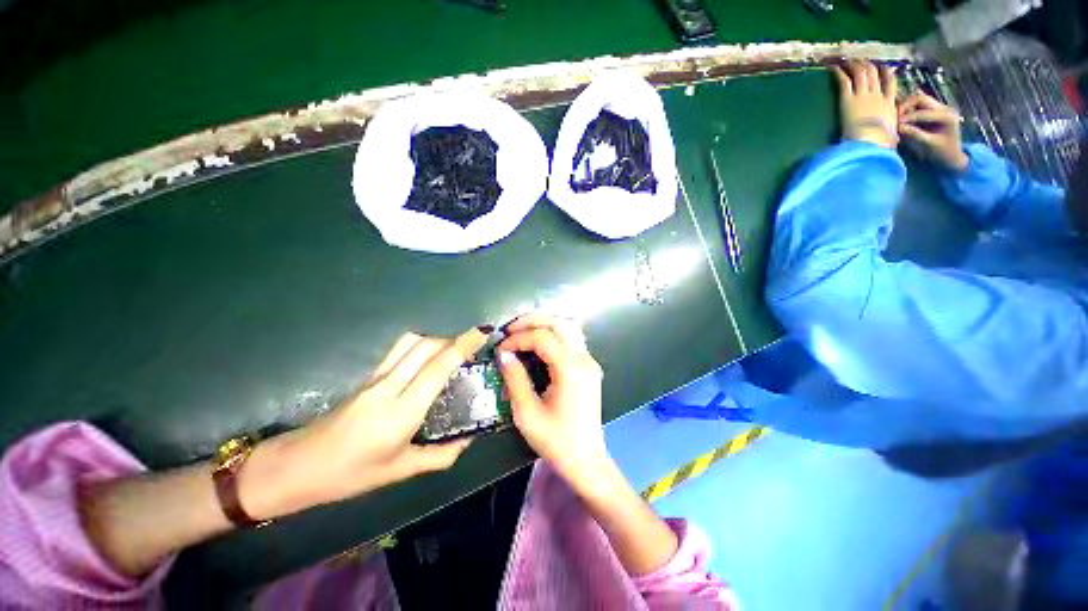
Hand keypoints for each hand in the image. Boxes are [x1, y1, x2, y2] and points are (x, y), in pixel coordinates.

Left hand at [241, 328, 488, 518]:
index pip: (437, 367)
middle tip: (473, 346)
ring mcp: (375, 378)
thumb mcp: (400, 471)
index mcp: (401, 413)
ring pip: (411, 342)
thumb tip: (468, 439)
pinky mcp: (368, 377)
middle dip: (454, 339)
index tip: (483, 333)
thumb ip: (441, 456)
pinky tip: (428, 360)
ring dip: (437, 340)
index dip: (463, 345)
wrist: (296, 467)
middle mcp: (389, 387)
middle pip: (426, 346)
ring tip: (453, 352)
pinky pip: (399, 350)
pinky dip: (421, 346)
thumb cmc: (349, 475)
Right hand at [496, 314, 607, 481]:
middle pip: (559, 324)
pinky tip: (539, 343)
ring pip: (568, 328)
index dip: (519, 338)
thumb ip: (515, 379)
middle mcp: (584, 359)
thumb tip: (504, 354)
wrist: (586, 460)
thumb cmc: (556, 441)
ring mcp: (590, 362)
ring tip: (522, 331)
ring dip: (544, 324)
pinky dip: (554, 334)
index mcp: (570, 370)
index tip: (501, 348)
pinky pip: (572, 340)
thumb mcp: (527, 413)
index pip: (543, 338)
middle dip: (532, 321)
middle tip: (510, 329)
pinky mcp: (589, 367)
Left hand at [832, 61, 898, 148]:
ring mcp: (863, 95)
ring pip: (861, 74)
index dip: (887, 73)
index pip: (891, 84)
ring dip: (855, 65)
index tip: (884, 67)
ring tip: (848, 60)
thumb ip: (891, 133)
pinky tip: (834, 68)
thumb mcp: (891, 135)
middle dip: (868, 65)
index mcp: (890, 104)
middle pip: (875, 75)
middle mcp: (878, 95)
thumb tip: (893, 141)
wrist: (870, 140)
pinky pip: (845, 82)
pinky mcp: (848, 99)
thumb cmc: (881, 142)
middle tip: (862, 60)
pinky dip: (840, 73)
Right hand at [897, 92, 969, 171]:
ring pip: (919, 100)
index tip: (894, 125)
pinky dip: (909, 110)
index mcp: (946, 116)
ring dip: (906, 107)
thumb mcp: (928, 144)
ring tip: (896, 118)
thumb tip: (898, 127)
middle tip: (894, 117)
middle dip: (905, 106)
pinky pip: (919, 106)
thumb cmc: (942, 153)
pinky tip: (902, 119)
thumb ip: (914, 134)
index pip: (923, 112)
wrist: (952, 156)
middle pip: (921, 99)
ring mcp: (940, 108)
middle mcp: (944, 108)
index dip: (907, 118)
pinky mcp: (935, 112)